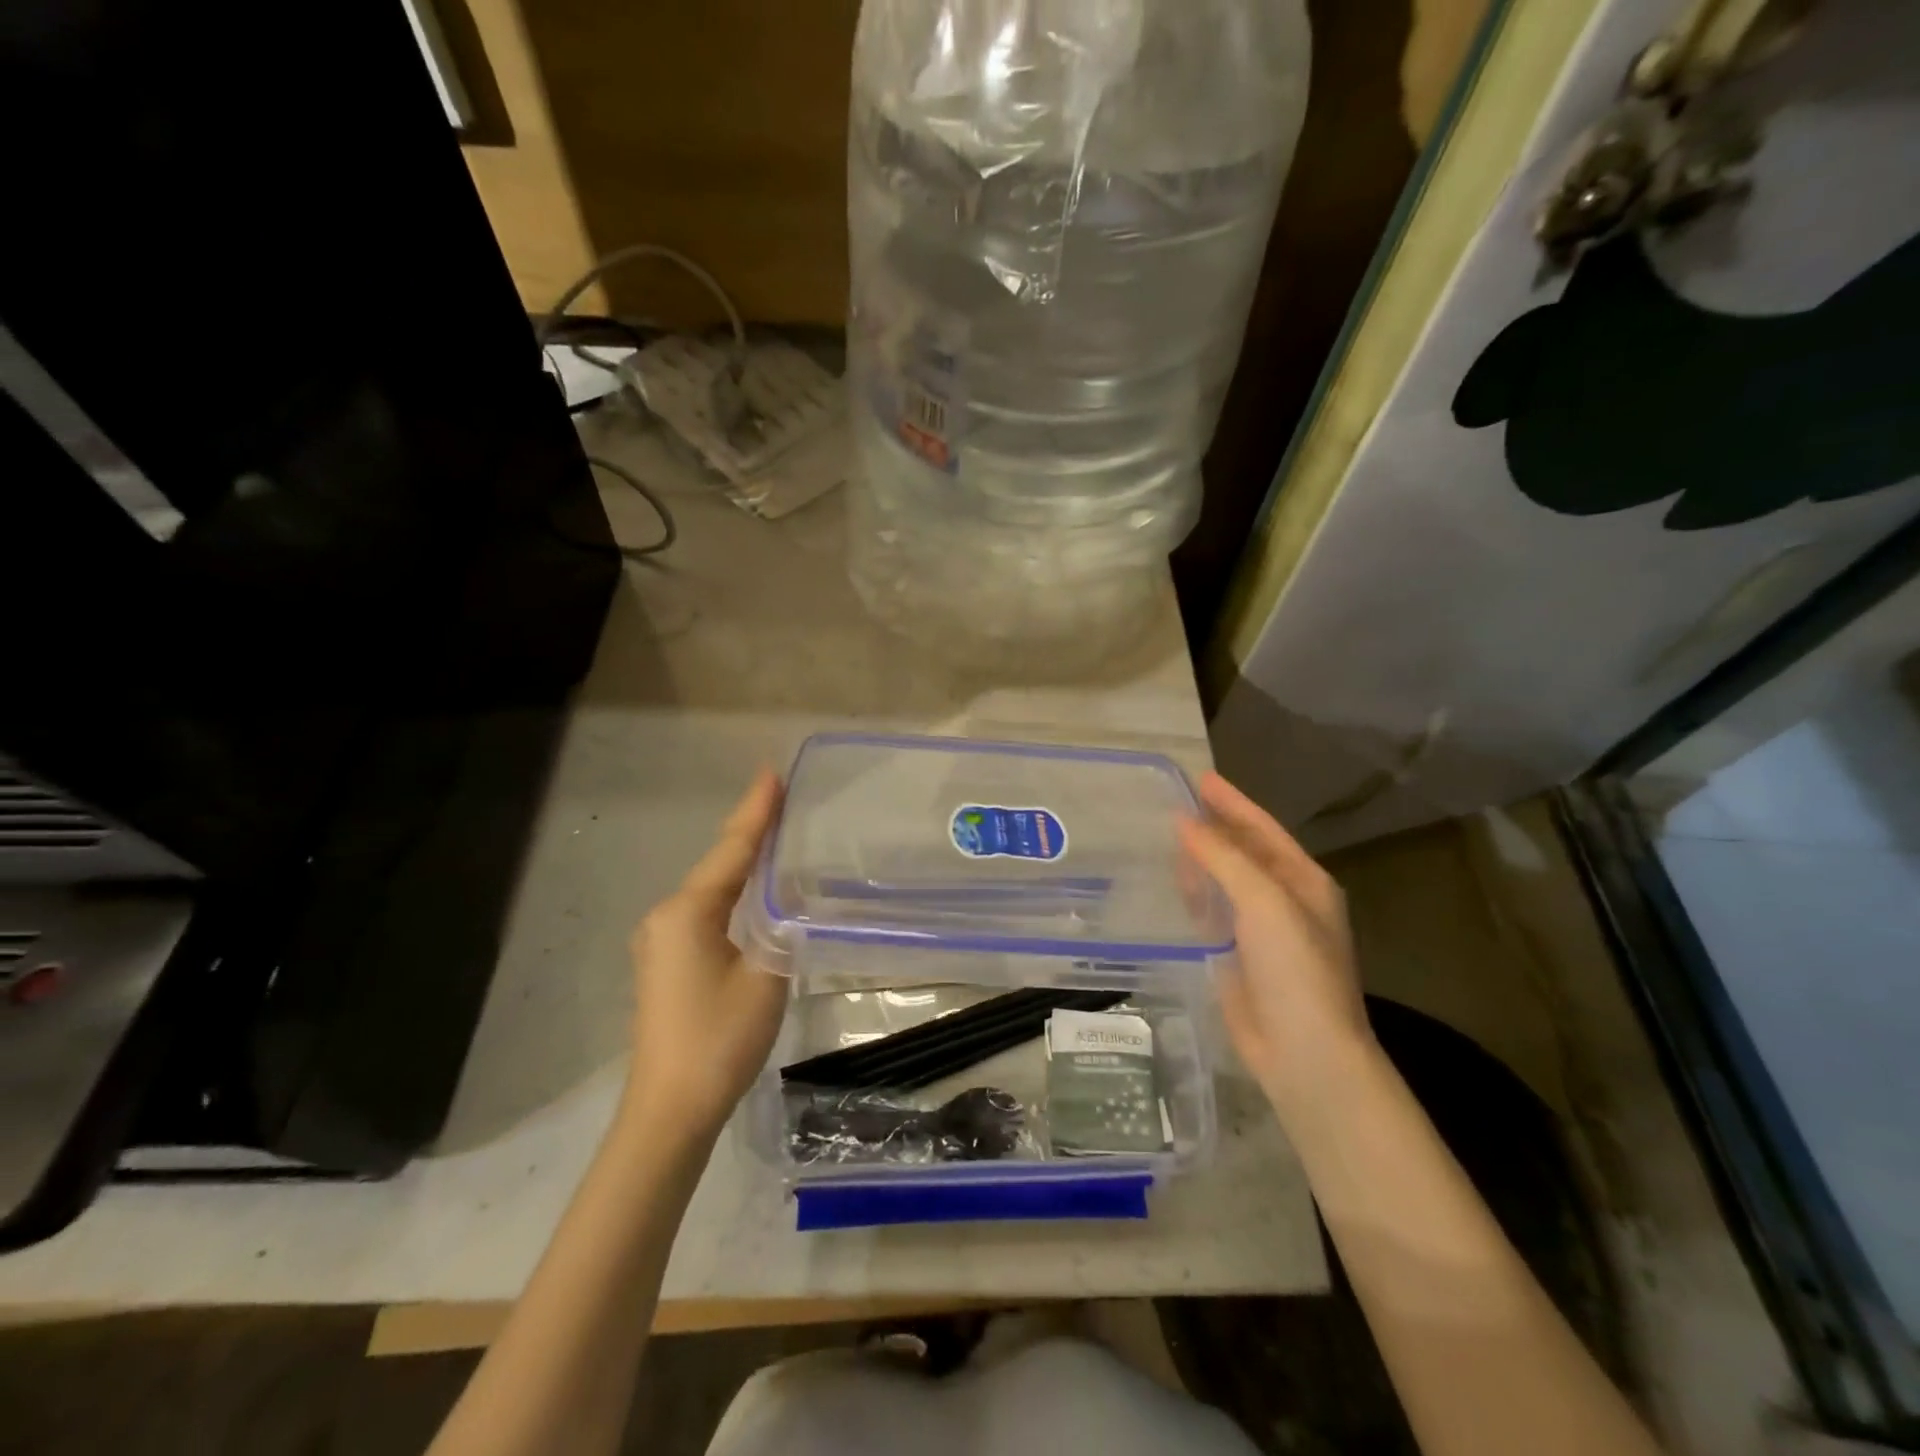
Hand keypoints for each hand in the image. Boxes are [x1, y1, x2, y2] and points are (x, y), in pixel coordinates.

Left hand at [624, 769, 788, 1133]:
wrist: (670, 1110)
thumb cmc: (720, 1039)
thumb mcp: (766, 976)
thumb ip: (783, 927)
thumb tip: (795, 895)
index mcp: (688, 911)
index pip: (732, 849)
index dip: (756, 810)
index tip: (772, 772)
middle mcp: (666, 916)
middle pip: (719, 864)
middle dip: (751, 831)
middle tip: (783, 798)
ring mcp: (661, 940)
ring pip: (711, 888)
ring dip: (743, 863)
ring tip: (776, 834)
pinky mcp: (667, 962)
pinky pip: (705, 912)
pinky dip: (732, 893)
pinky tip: (753, 891)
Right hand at [1179, 772, 1374, 1127]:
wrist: (1304, 1052)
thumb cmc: (1295, 969)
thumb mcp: (1264, 902)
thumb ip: (1223, 857)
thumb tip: (1184, 820)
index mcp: (1304, 881)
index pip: (1262, 829)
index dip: (1232, 802)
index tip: (1199, 777)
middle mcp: (1285, 900)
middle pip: (1243, 852)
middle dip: (1213, 828)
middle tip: (1172, 803)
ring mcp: (1261, 931)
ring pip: (1224, 882)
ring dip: (1200, 860)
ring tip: (1164, 836)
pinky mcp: (1237, 957)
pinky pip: (1211, 914)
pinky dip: (1193, 895)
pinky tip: (1170, 885)